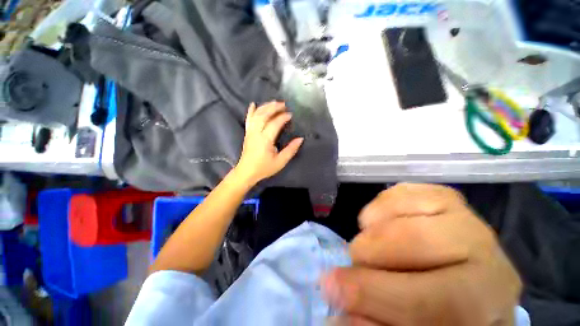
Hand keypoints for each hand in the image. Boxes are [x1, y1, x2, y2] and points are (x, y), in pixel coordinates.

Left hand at [234, 101, 303, 185]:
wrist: (246, 172)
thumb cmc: (264, 168)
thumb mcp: (280, 161)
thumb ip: (291, 150)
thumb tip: (300, 139)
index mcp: (265, 140)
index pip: (275, 123)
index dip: (283, 117)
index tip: (290, 115)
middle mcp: (256, 133)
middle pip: (264, 115)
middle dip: (274, 108)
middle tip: (284, 104)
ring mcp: (250, 132)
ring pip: (256, 115)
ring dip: (265, 107)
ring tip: (274, 102)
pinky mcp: (247, 133)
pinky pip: (248, 119)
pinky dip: (251, 111)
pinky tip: (253, 104)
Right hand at [322, 184, 521, 325]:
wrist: (463, 270)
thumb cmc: (443, 307)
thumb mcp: (414, 325)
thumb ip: (377, 323)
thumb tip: (338, 316)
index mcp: (484, 298)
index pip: (430, 300)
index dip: (372, 294)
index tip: (331, 287)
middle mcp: (484, 248)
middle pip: (414, 241)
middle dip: (368, 253)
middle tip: (351, 260)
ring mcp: (461, 213)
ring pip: (400, 212)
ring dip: (371, 231)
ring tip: (370, 246)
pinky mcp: (441, 193)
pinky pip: (396, 193)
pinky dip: (377, 209)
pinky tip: (382, 225)